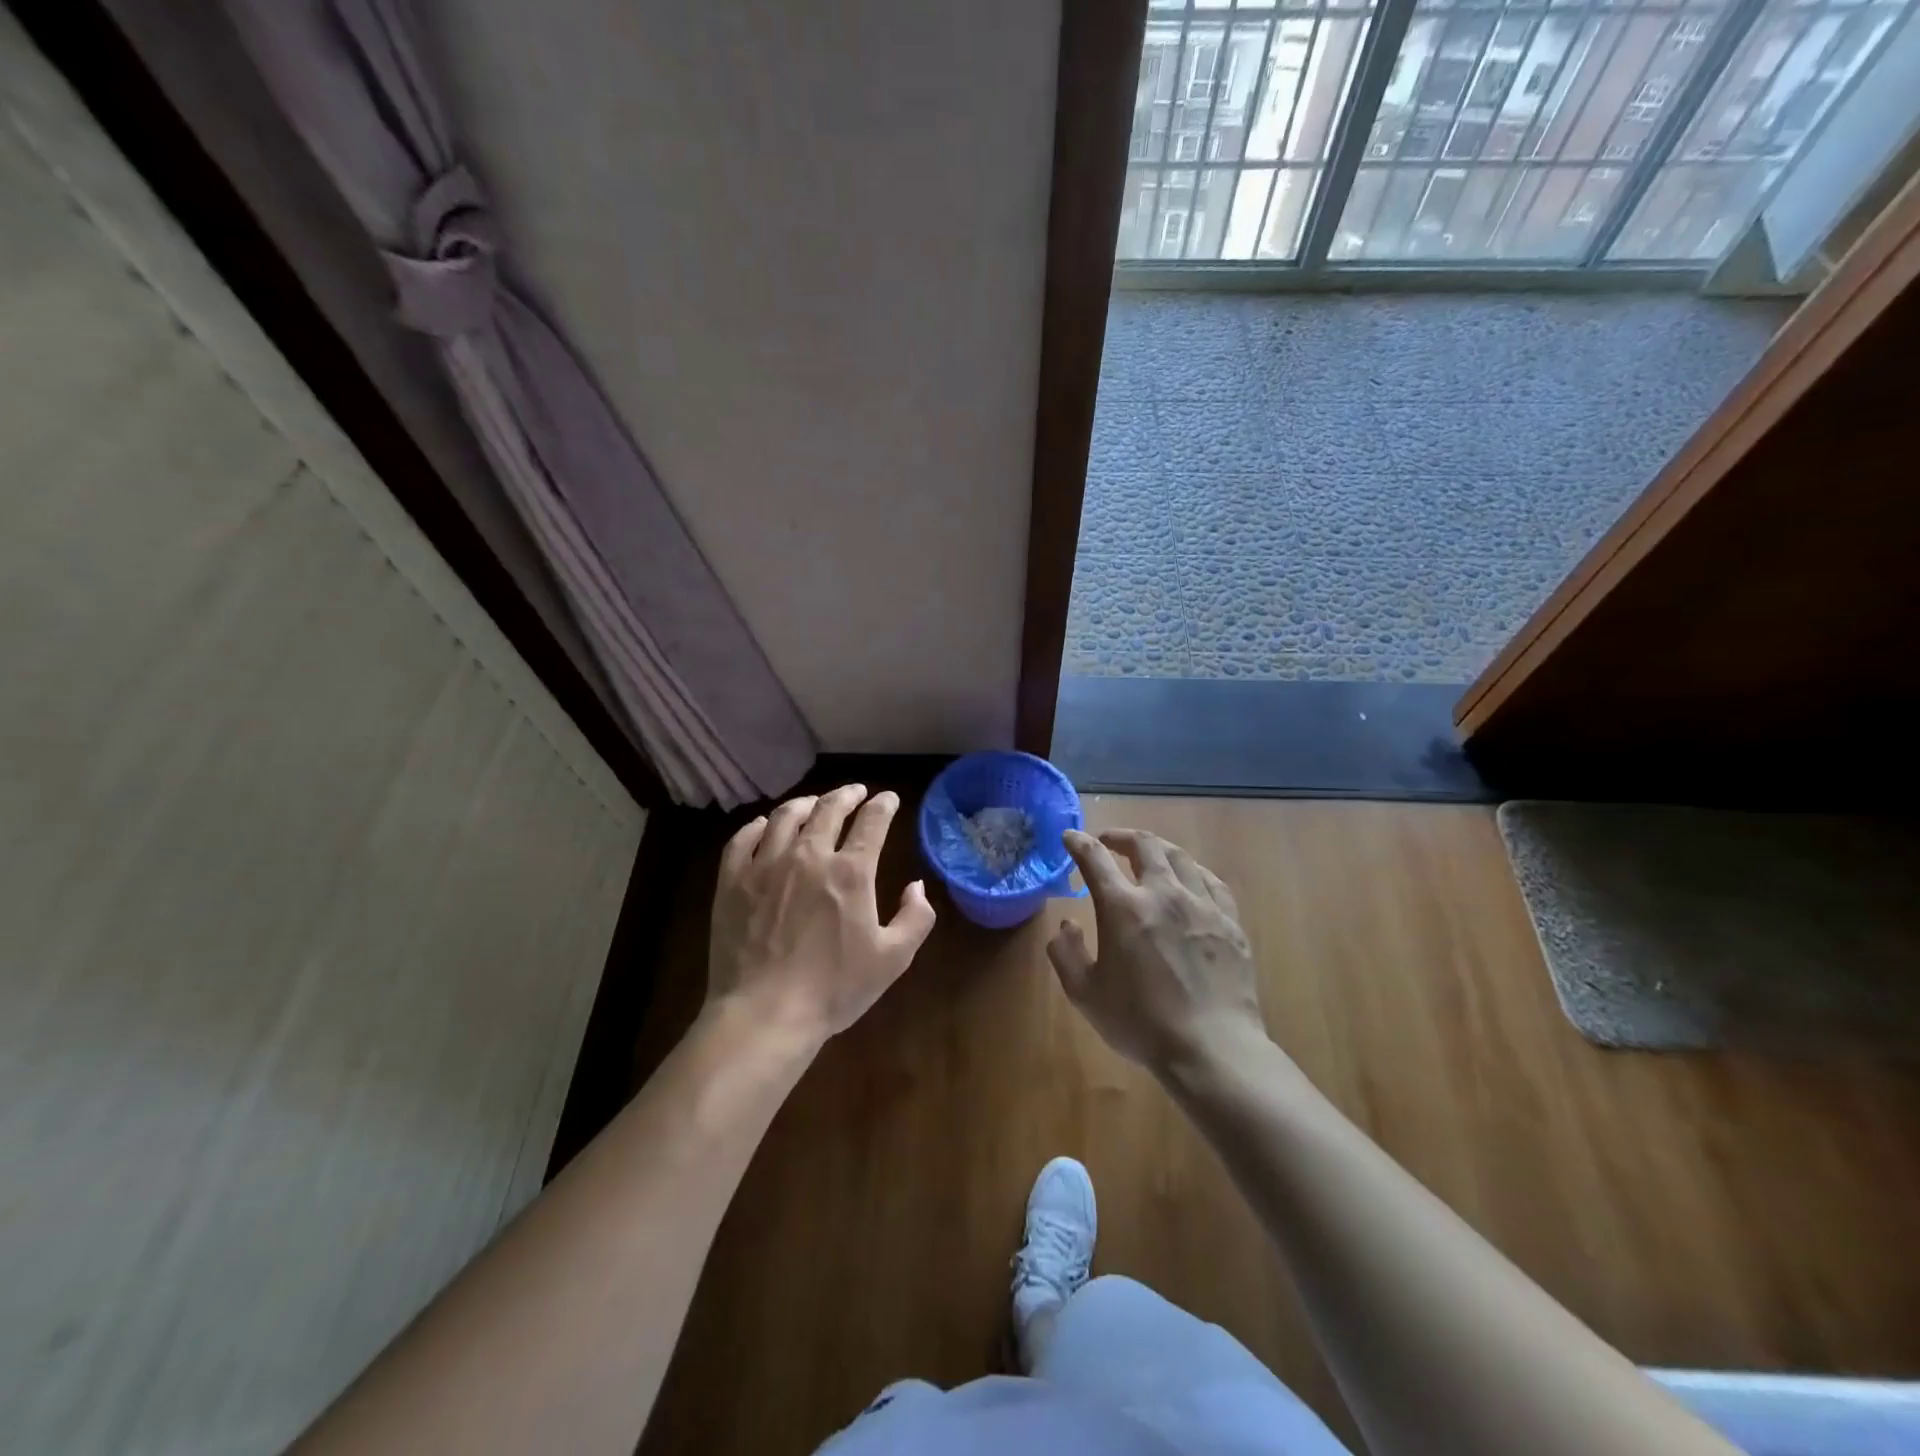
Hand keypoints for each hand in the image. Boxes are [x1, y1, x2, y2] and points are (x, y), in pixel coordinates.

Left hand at [707, 784, 936, 1047]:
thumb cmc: (834, 989)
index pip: (872, 822)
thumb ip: (915, 918)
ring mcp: (765, 865)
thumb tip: (917, 887)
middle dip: (847, 795)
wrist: (765, 1014)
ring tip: (814, 804)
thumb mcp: (893, 959)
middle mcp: (808, 856)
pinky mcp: (732, 881)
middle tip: (856, 792)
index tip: (889, 799)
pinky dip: (757, 826)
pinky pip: (743, 839)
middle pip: (829, 809)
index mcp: (851, 872)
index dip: (884, 805)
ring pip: (785, 817)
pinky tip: (764, 826)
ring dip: (805, 804)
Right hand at [1048, 828, 1266, 1074]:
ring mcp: (1202, 904)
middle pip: (1144, 845)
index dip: (1079, 843)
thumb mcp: (1085, 994)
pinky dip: (1192, 870)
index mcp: (1123, 907)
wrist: (1212, 1048)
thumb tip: (1065, 924)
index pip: (1095, 859)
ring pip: (1180, 856)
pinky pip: (1211, 880)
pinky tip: (1189, 879)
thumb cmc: (1141, 1023)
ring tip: (1147, 855)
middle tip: (1108, 841)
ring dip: (1157, 848)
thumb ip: (1066, 954)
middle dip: (1121, 836)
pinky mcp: (1230, 921)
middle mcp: (1163, 893)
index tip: (1070, 836)